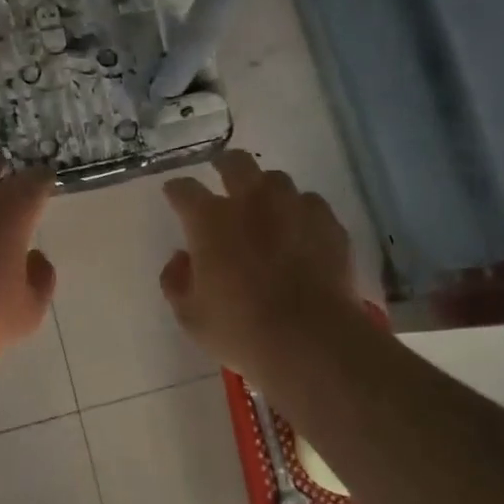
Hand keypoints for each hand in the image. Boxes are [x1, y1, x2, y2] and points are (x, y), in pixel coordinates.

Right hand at [159, 151, 359, 381]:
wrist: (311, 341)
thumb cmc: (240, 330)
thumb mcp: (190, 315)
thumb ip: (176, 280)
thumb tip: (181, 259)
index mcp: (209, 220)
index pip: (184, 189)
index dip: (176, 190)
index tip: (174, 195)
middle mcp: (251, 202)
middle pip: (235, 163)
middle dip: (224, 165)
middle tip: (222, 176)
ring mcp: (294, 208)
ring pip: (276, 180)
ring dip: (266, 189)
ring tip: (265, 207)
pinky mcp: (328, 224)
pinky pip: (310, 204)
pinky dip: (300, 212)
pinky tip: (300, 231)